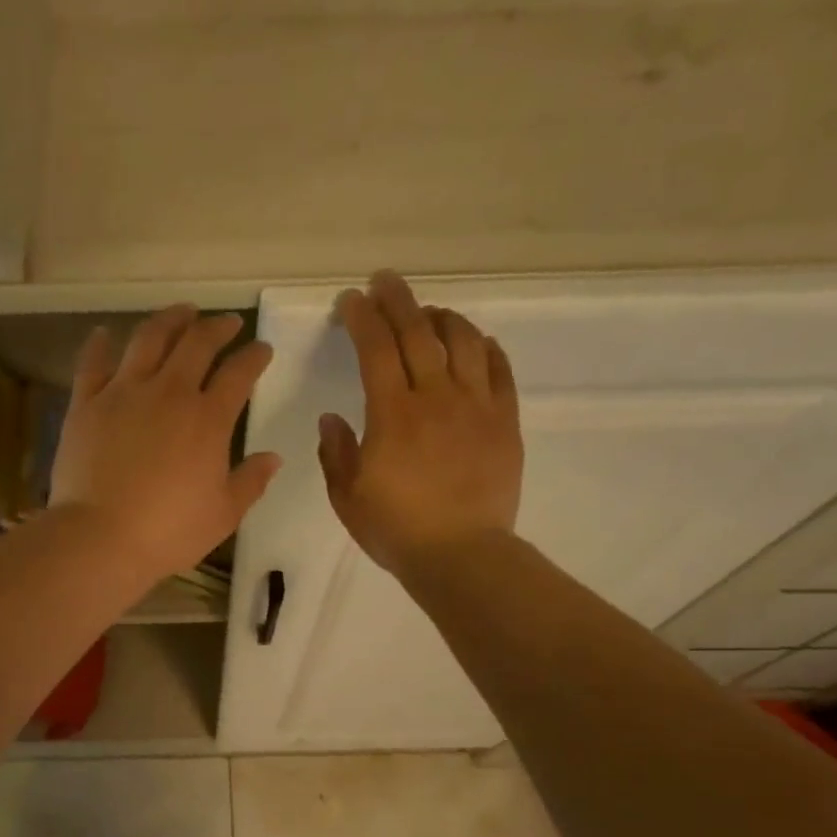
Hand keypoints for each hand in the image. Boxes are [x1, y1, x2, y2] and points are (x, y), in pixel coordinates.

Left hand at [50, 304, 280, 581]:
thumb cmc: (169, 532)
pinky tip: (106, 333)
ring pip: (149, 339)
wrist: (101, 538)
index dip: (254, 356)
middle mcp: (168, 392)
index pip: (240, 373)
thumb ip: (250, 481)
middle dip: (217, 327)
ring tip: (181, 312)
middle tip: (227, 323)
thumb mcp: (223, 514)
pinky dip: (101, 344)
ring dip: (169, 320)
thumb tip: (273, 457)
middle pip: (197, 343)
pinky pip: (93, 363)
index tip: (262, 349)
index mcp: (208, 419)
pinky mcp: (86, 403)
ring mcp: (123, 392)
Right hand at [318, 271, 523, 578]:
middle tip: (385, 281)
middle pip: (418, 332)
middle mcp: (436, 397)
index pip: (375, 349)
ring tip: (429, 311)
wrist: (461, 555)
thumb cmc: (396, 529)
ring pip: (463, 341)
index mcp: (392, 414)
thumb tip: (332, 417)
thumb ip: (336, 452)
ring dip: (443, 317)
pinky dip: (484, 347)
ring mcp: (476, 405)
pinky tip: (475, 341)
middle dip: (398, 300)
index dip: (361, 318)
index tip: (350, 300)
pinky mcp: (504, 421)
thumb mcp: (347, 496)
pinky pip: (499, 369)